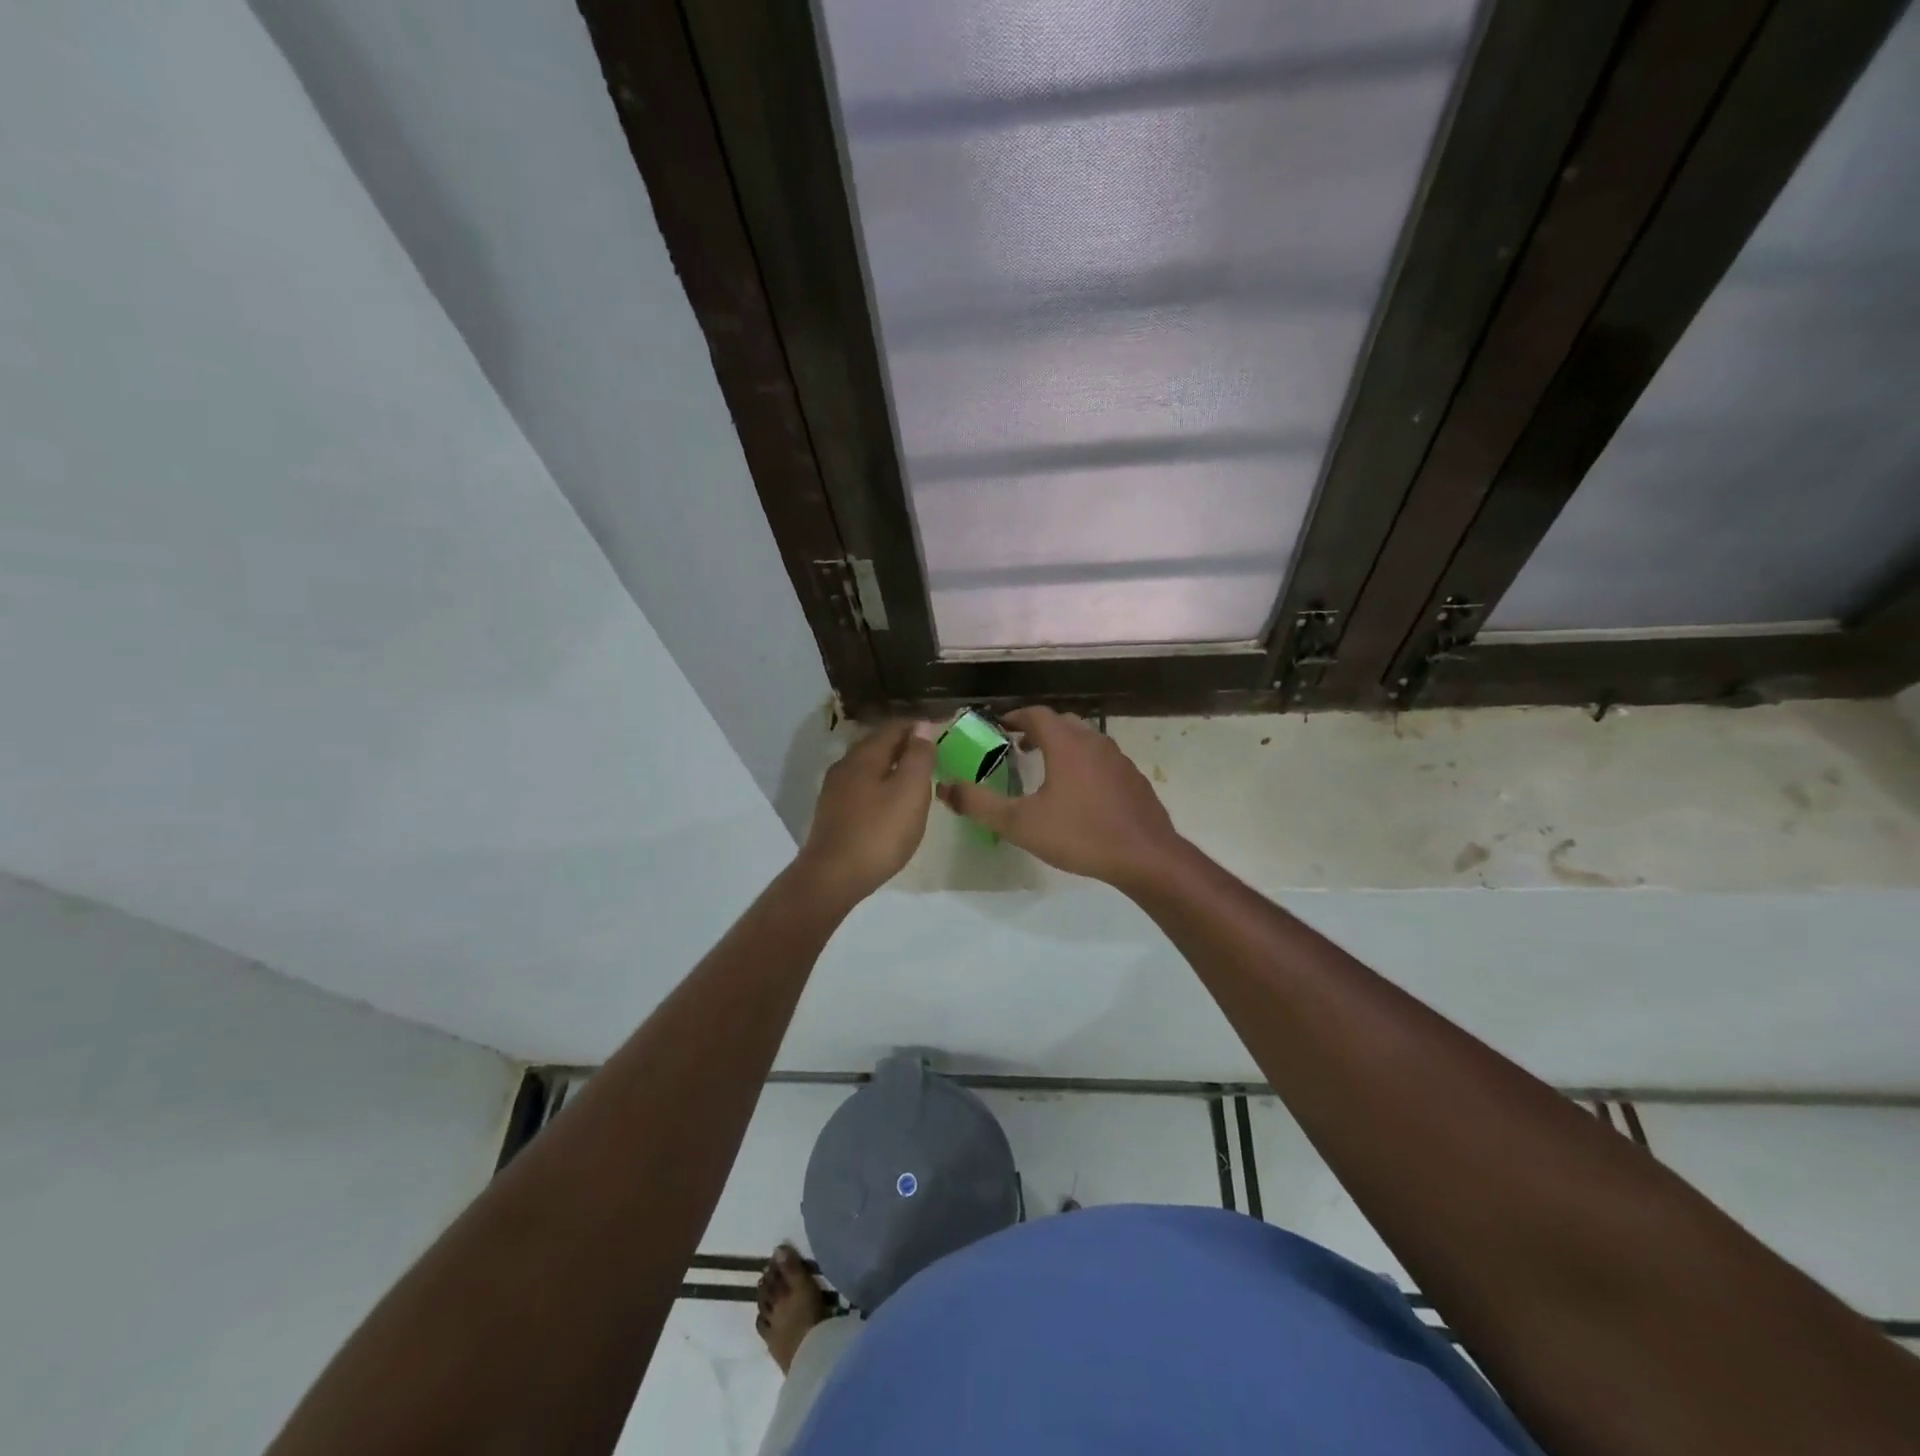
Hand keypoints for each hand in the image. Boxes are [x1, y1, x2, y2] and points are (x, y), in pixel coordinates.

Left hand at [795, 720, 934, 902]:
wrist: (833, 877)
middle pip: (879, 745)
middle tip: (932, 756)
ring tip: (916, 780)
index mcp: (865, 754)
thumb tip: (922, 726)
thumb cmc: (879, 832)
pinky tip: (891, 804)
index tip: (942, 733)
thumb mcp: (910, 791)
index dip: (920, 728)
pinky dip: (881, 787)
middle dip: (905, 746)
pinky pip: (862, 788)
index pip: (895, 727)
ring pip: (869, 767)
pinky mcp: (832, 813)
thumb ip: (919, 756)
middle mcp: (846, 765)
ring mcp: (835, 790)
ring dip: (892, 768)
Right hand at [937, 707, 1183, 890]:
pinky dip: (1085, 763)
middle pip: (1063, 722)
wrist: (1145, 857)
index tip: (1000, 726)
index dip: (1016, 716)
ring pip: (1086, 740)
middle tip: (1019, 746)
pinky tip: (1081, 793)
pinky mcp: (1134, 779)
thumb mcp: (1020, 824)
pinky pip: (1103, 760)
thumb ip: (980, 805)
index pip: (1037, 714)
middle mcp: (1094, 742)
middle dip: (1039, 729)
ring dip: (1063, 745)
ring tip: (1047, 768)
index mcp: (1066, 744)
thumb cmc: (1080, 835)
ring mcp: (1119, 760)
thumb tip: (945, 788)